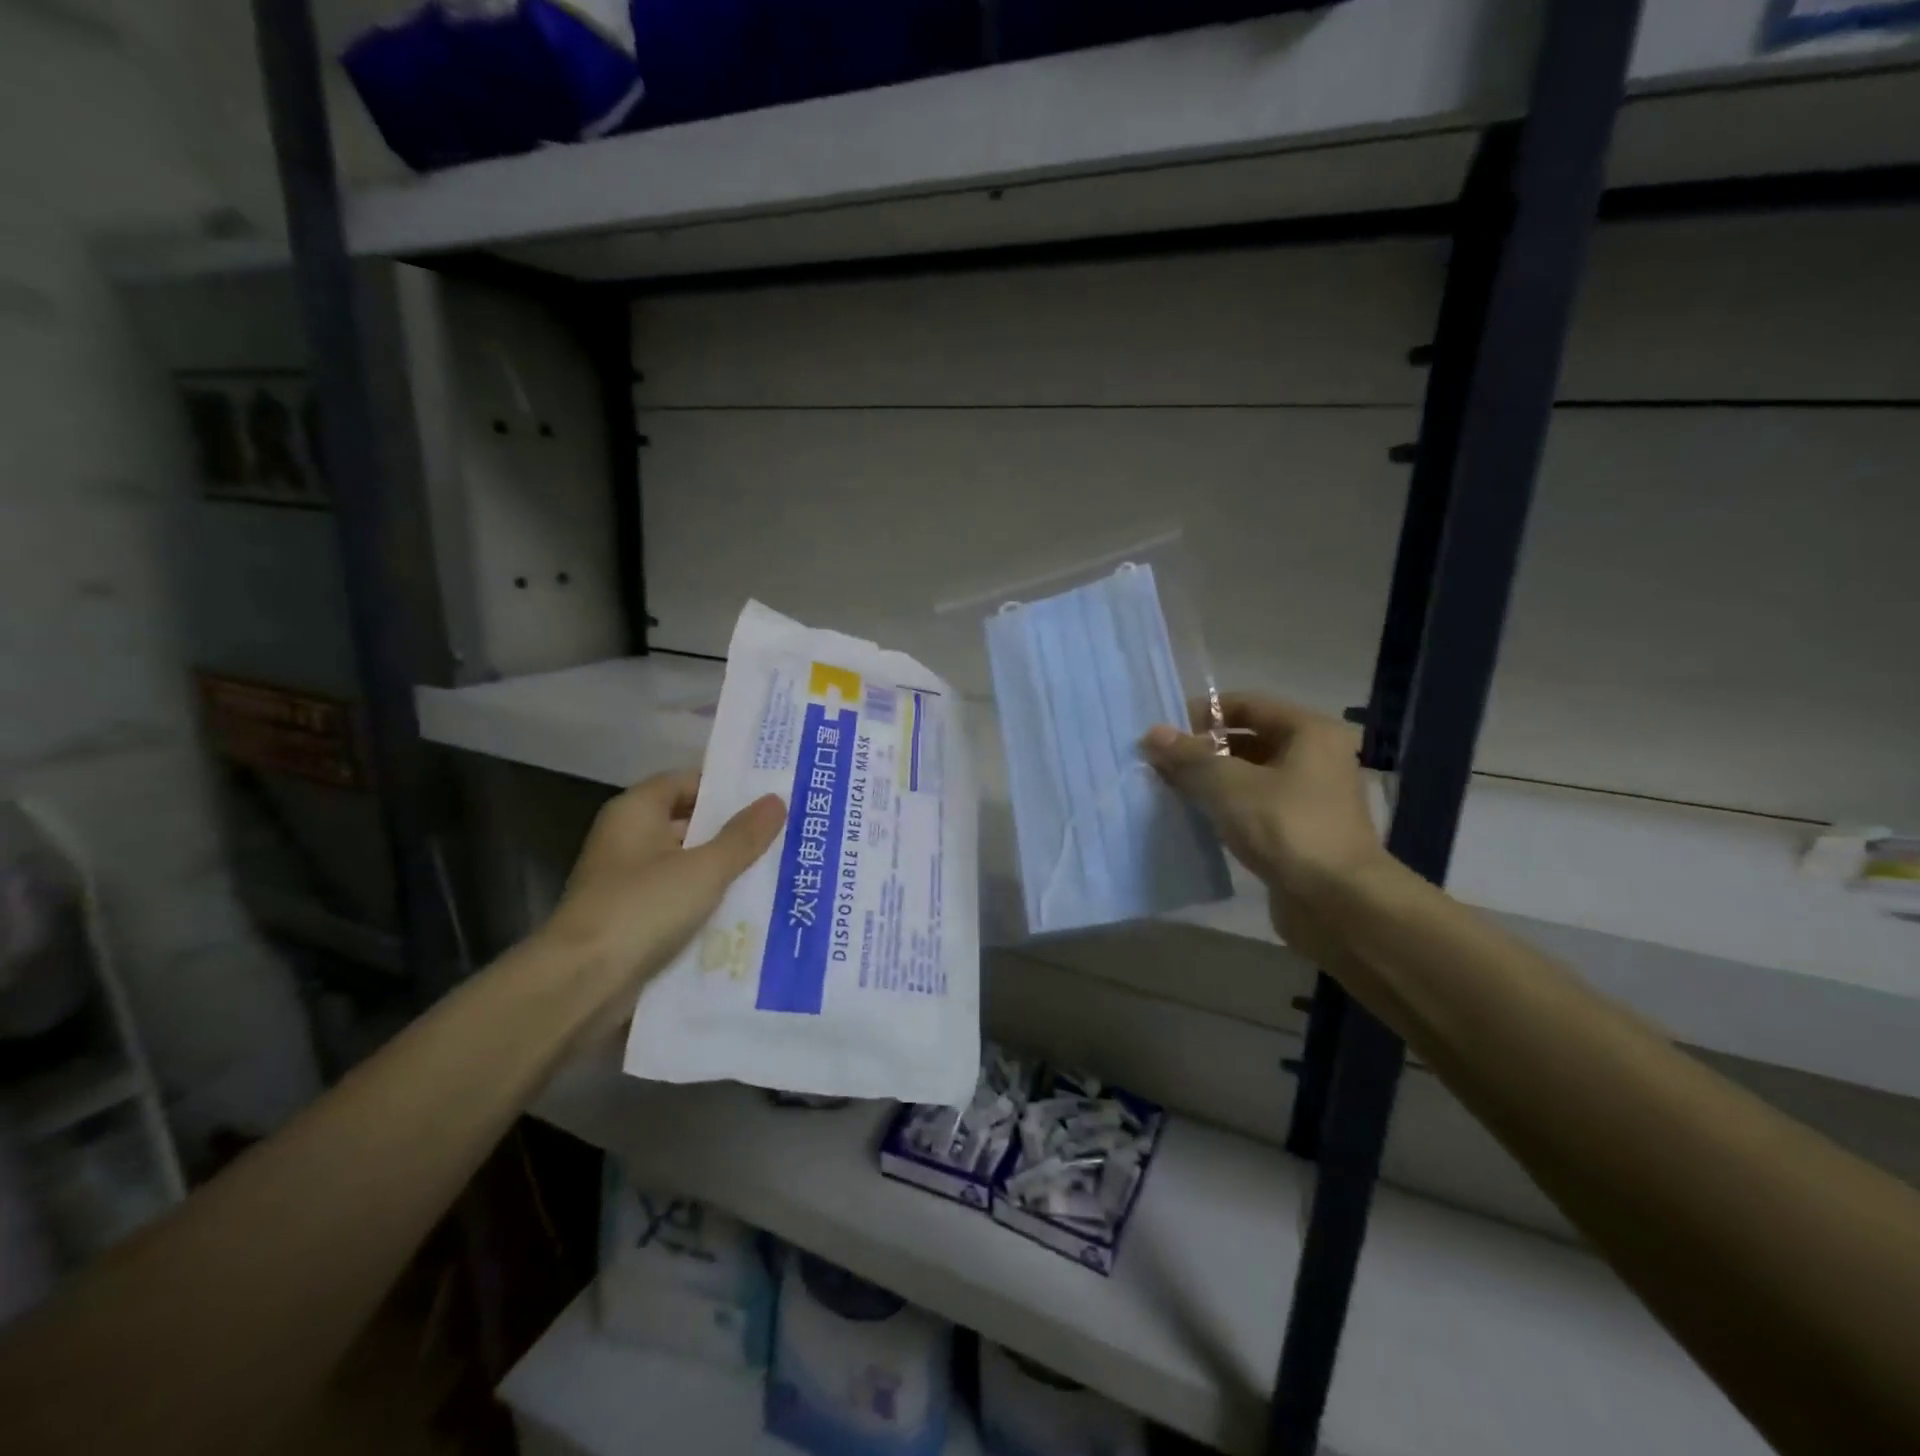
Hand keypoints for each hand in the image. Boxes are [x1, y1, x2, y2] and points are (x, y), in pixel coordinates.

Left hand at [541, 770, 784, 997]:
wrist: (582, 984)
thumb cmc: (642, 908)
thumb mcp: (704, 869)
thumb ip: (743, 836)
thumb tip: (777, 800)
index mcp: (635, 812)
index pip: (685, 782)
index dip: (724, 787)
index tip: (767, 795)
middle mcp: (627, 839)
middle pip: (688, 823)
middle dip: (732, 831)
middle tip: (783, 833)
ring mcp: (627, 882)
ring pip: (686, 864)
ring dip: (723, 869)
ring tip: (776, 870)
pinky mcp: (632, 919)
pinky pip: (679, 899)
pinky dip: (707, 901)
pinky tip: (747, 910)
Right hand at [1142, 695, 1384, 946]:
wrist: (1338, 903)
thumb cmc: (1287, 828)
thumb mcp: (1229, 785)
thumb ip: (1189, 757)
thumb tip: (1153, 734)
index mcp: (1309, 732)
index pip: (1247, 704)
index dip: (1203, 713)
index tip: (1165, 731)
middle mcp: (1316, 757)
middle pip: (1248, 740)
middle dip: (1203, 750)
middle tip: (1160, 763)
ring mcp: (1310, 797)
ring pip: (1249, 776)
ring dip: (1211, 780)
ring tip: (1170, 789)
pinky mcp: (1300, 831)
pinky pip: (1254, 807)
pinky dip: (1226, 807)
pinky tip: (1195, 817)